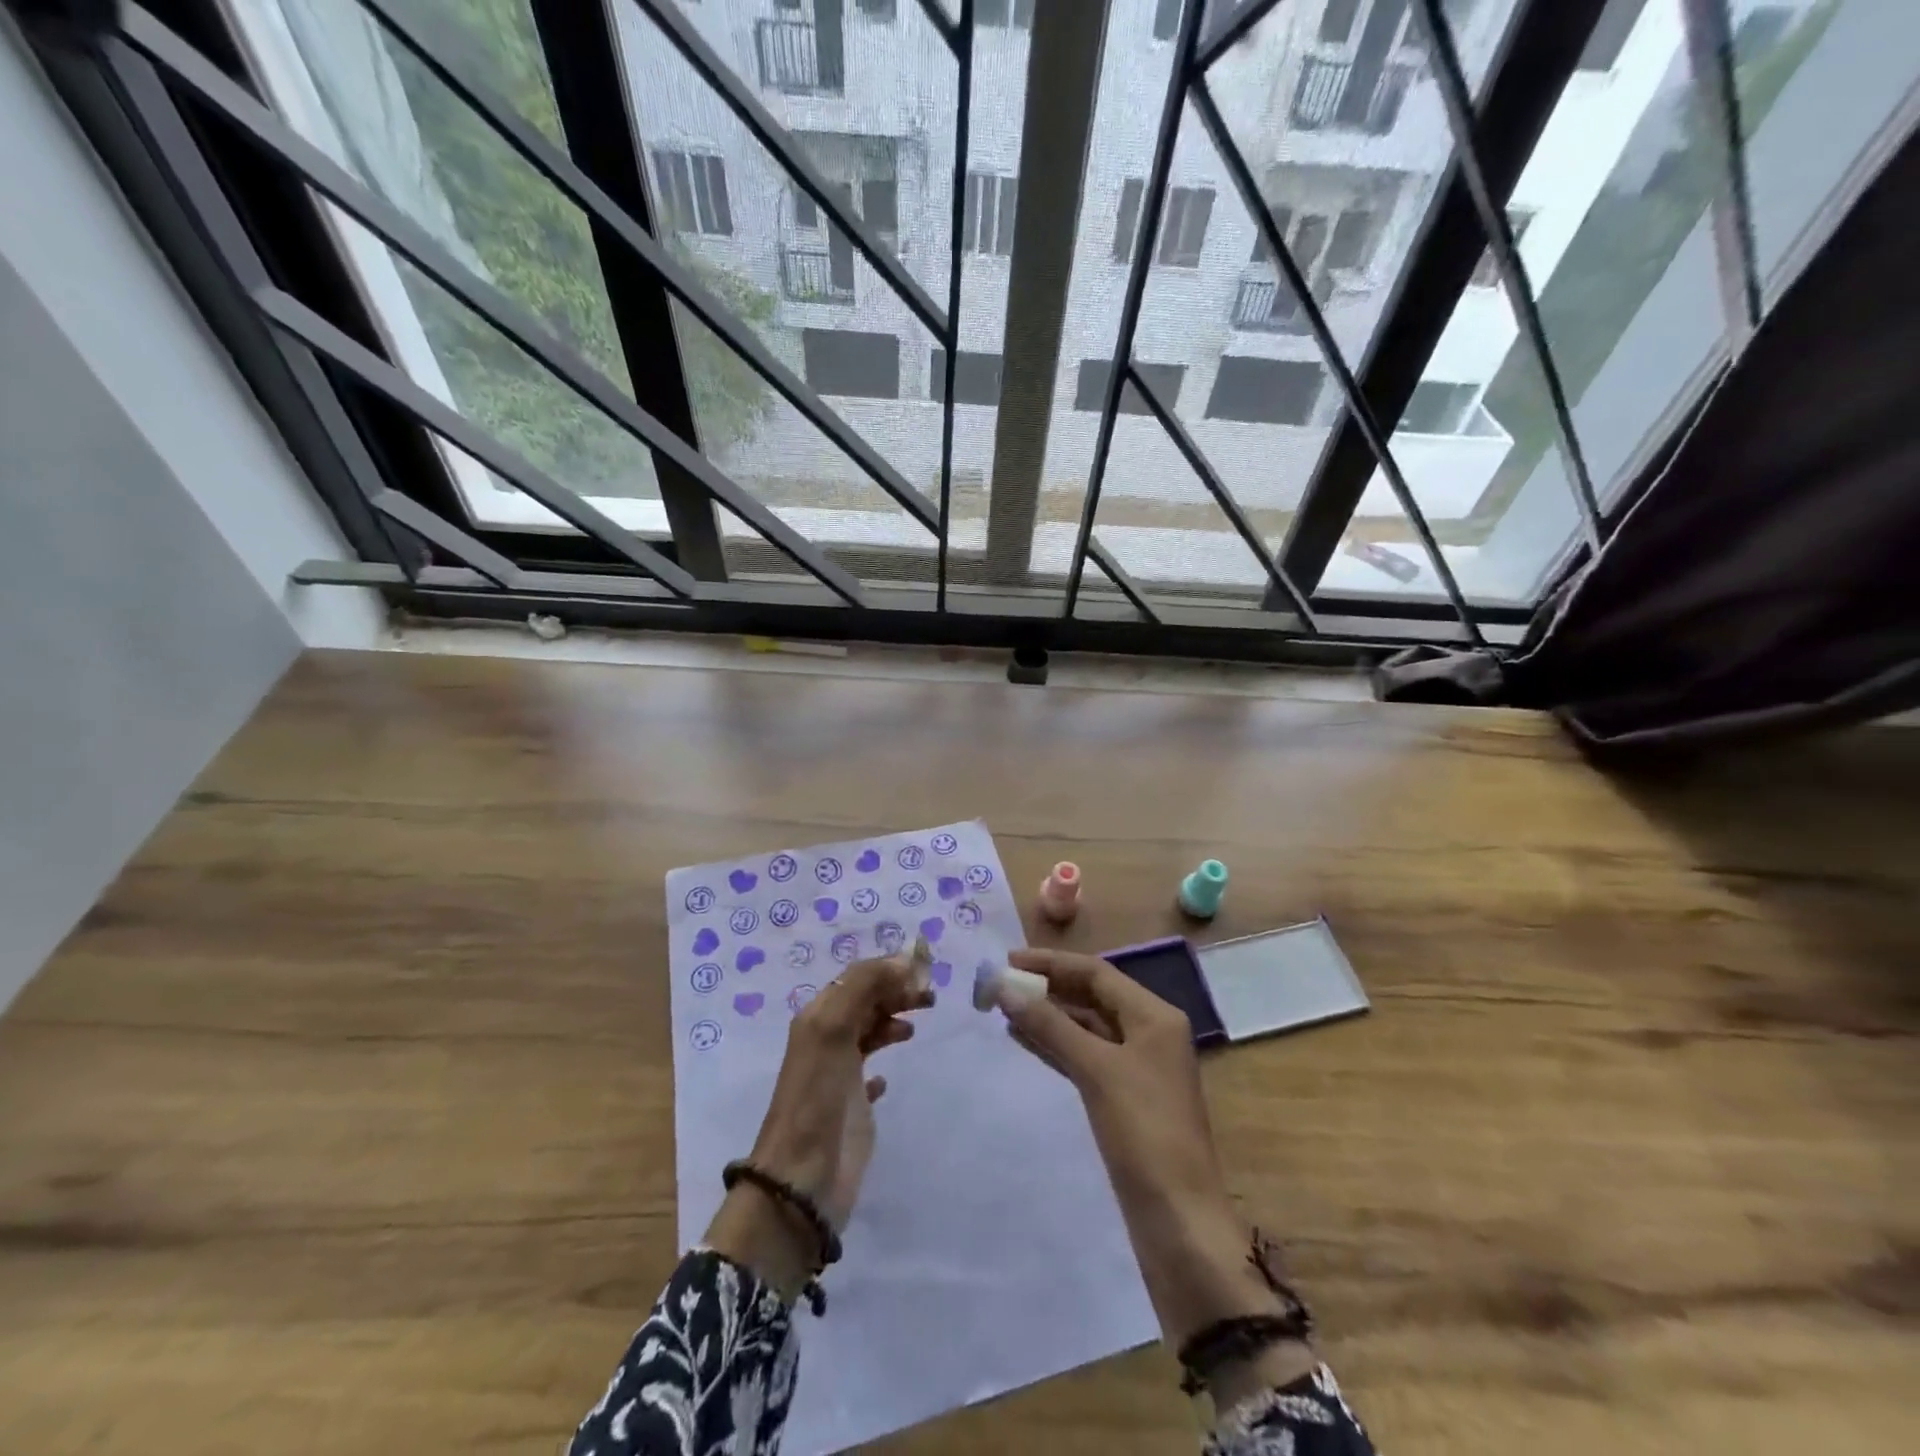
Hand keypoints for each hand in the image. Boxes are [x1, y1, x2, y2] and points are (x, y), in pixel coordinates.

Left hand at [706, 954, 932, 1298]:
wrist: (804, 1177)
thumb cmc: (819, 1095)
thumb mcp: (834, 1028)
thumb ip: (864, 986)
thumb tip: (903, 961)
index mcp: (819, 1017)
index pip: (858, 977)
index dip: (890, 968)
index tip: (926, 969)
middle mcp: (827, 1039)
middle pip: (865, 1001)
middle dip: (896, 991)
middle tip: (930, 996)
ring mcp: (839, 1073)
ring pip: (868, 1031)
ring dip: (892, 1020)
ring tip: (916, 1026)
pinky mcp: (852, 1106)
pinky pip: (868, 1072)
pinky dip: (882, 1062)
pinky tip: (889, 1074)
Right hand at [999, 948, 1306, 1367]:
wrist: (1179, 1222)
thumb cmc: (1144, 1134)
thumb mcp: (1096, 1070)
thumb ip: (1051, 1026)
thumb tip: (1005, 988)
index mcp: (1154, 1016)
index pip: (1097, 973)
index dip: (1051, 963)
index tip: (1007, 961)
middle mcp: (1149, 1033)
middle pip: (1092, 996)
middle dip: (1048, 988)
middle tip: (1001, 984)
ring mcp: (1137, 1067)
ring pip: (1086, 1027)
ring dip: (1048, 1016)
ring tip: (1004, 1008)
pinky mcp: (1124, 1097)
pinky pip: (1085, 1056)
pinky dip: (1056, 1045)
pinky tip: (1024, 1040)